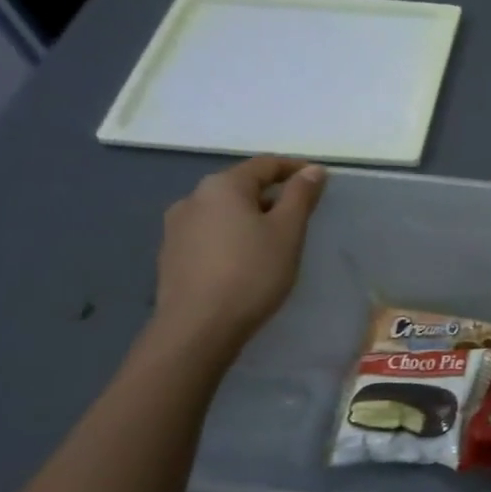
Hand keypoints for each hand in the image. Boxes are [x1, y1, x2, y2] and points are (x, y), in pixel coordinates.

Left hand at [151, 157, 326, 355]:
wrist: (198, 327)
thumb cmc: (252, 272)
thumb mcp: (287, 231)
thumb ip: (300, 196)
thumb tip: (312, 169)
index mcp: (223, 186)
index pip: (264, 164)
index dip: (294, 168)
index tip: (319, 180)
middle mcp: (193, 197)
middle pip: (241, 186)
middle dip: (271, 195)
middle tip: (299, 215)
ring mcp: (176, 226)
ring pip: (223, 211)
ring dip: (250, 217)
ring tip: (273, 240)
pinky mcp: (171, 254)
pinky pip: (209, 233)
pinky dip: (231, 236)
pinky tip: (244, 259)